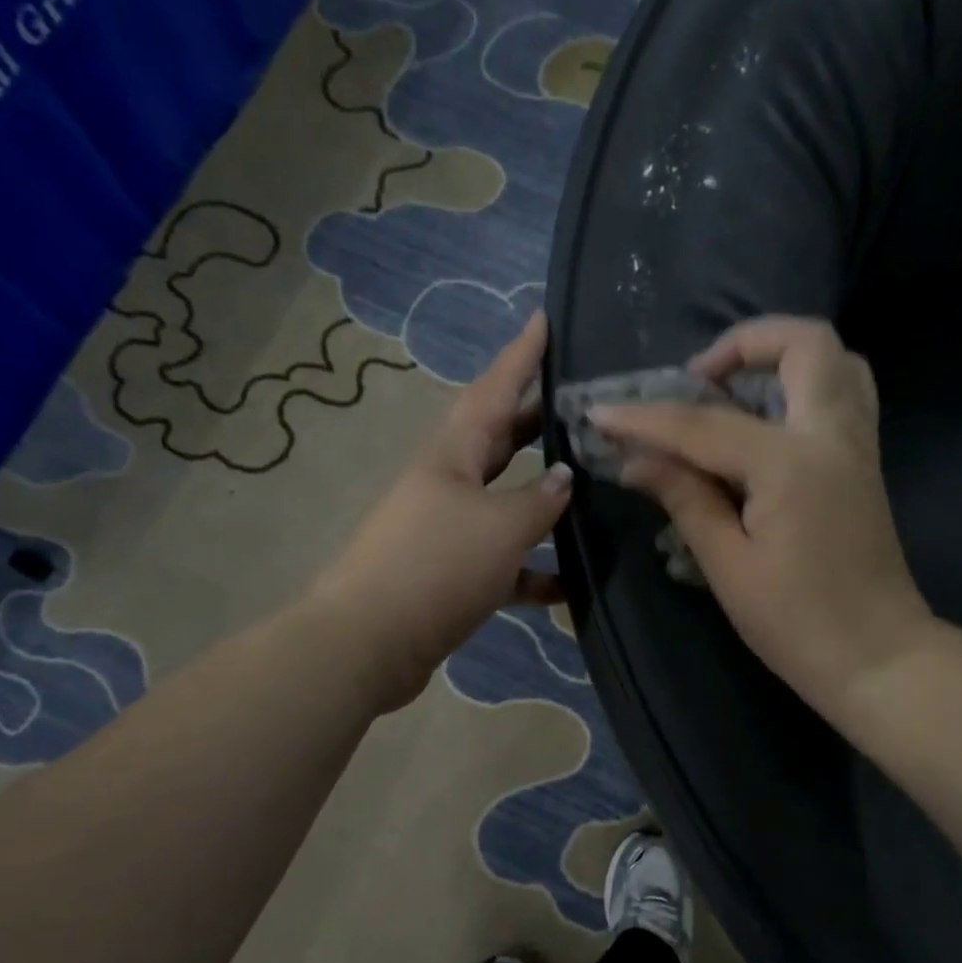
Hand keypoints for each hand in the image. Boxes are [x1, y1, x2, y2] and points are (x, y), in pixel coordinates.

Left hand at [313, 312, 572, 711]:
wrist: (369, 644)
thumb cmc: (434, 567)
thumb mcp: (498, 526)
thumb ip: (539, 500)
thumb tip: (565, 479)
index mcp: (453, 454)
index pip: (494, 389)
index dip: (523, 355)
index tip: (547, 318)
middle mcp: (448, 482)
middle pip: (501, 440)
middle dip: (539, 419)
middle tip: (582, 402)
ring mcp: (448, 529)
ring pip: (507, 501)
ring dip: (544, 498)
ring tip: (592, 486)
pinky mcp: (452, 574)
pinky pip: (503, 562)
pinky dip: (533, 569)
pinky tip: (570, 584)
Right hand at [592, 316, 933, 719]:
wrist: (877, 658)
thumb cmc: (797, 623)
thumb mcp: (728, 565)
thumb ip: (685, 499)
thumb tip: (635, 461)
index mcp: (791, 465)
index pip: (704, 425)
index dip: (646, 419)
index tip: (601, 413)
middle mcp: (833, 436)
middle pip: (804, 343)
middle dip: (742, 344)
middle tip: (697, 383)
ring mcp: (857, 446)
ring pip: (836, 359)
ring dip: (780, 358)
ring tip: (731, 393)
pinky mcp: (863, 463)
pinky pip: (843, 393)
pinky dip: (803, 385)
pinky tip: (763, 422)